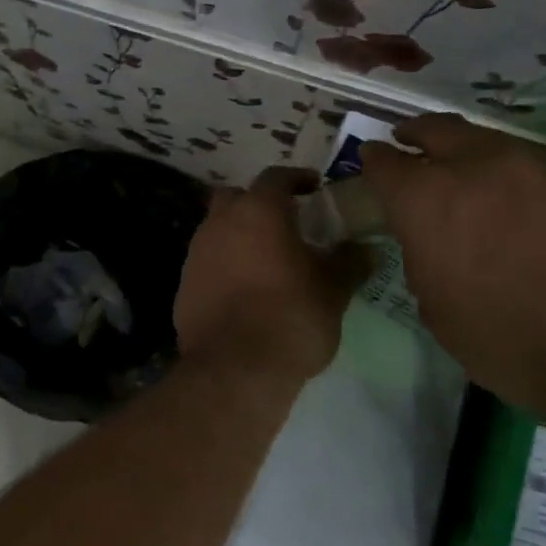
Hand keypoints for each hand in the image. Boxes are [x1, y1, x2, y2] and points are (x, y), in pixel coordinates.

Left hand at [174, 167, 369, 387]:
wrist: (235, 368)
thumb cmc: (291, 317)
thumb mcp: (334, 290)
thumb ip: (348, 262)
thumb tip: (363, 249)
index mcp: (258, 212)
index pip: (275, 177)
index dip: (296, 179)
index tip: (313, 189)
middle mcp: (220, 224)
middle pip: (236, 198)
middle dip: (257, 204)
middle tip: (284, 224)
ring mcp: (195, 254)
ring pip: (217, 230)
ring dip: (238, 236)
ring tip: (264, 260)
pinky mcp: (183, 285)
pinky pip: (206, 264)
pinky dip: (223, 267)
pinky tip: (242, 291)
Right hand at [361, 115, 545, 418]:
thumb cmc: (502, 337)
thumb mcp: (433, 304)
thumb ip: (421, 254)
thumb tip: (428, 237)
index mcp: (424, 199)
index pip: (384, 163)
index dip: (372, 162)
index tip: (369, 163)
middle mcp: (471, 167)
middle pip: (434, 129)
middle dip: (414, 134)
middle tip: (405, 142)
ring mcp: (525, 167)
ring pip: (480, 137)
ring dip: (459, 146)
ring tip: (454, 166)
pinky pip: (517, 159)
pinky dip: (497, 165)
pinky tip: (499, 191)